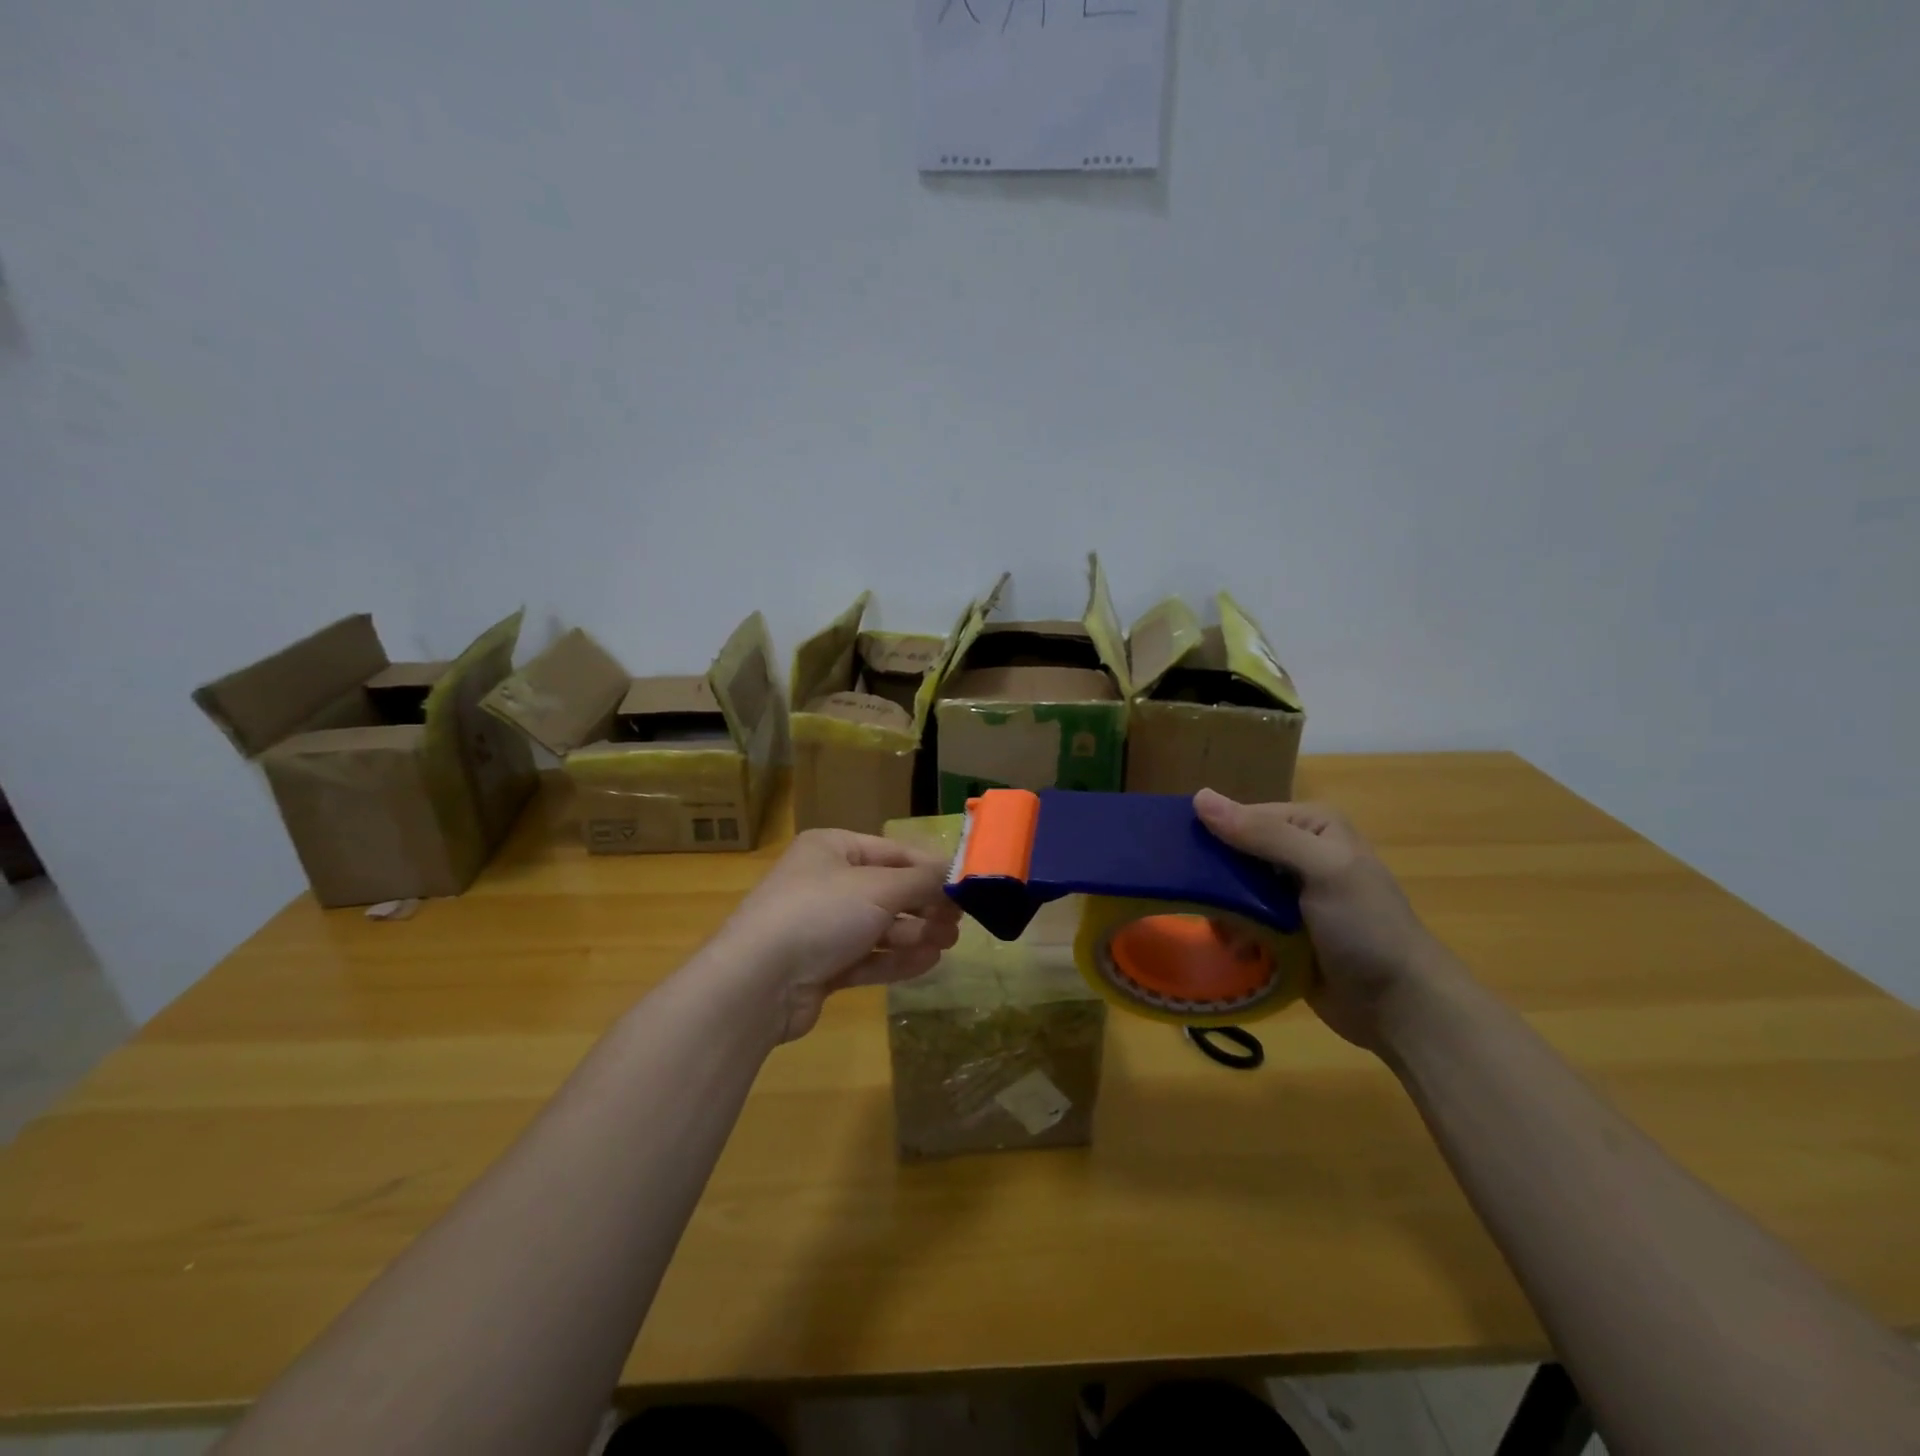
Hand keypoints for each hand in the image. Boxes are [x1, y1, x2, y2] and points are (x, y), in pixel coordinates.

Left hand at [708, 829, 961, 1042]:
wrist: (758, 982)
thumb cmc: (821, 914)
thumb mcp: (879, 888)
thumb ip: (923, 881)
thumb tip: (957, 876)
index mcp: (832, 848)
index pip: (894, 852)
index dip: (931, 869)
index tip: (965, 888)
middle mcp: (826, 881)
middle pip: (888, 890)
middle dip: (925, 906)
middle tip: (959, 923)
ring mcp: (821, 926)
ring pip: (880, 926)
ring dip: (915, 934)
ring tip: (947, 943)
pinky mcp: (821, 966)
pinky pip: (867, 956)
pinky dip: (896, 959)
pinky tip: (927, 962)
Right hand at [1194, 790, 1457, 1052]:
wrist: (1399, 1006)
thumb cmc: (1366, 928)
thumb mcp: (1321, 870)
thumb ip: (1263, 834)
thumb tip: (1199, 796)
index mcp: (1311, 825)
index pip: (1243, 816)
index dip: (1214, 834)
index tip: (1187, 861)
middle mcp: (1298, 853)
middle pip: (1233, 853)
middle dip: (1217, 880)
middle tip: (1210, 905)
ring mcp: (1288, 894)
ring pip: (1231, 890)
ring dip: (1224, 911)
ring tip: (1231, 935)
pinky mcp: (1280, 930)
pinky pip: (1239, 920)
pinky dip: (1233, 933)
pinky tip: (1239, 950)